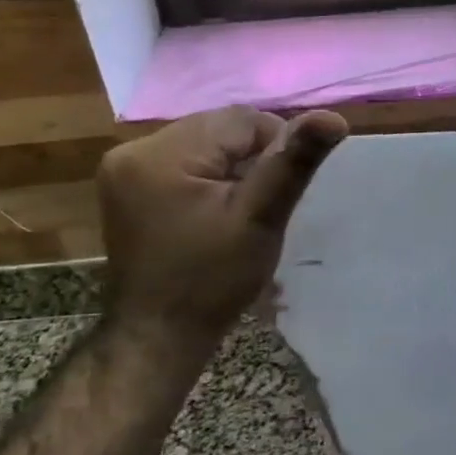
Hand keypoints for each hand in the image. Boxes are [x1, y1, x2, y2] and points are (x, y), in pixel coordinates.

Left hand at [96, 107, 347, 347]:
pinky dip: (205, 177)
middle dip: (248, 159)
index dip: (273, 148)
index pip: (240, 120)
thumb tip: (333, 117)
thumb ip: (292, 163)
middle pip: (217, 129)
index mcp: (161, 153)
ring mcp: (122, 168)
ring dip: (228, 167)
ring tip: (237, 211)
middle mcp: (133, 149)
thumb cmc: (212, 281)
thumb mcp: (260, 219)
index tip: (278, 192)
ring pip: (201, 144)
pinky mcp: (123, 187)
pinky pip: (180, 162)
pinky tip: (212, 212)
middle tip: (260, 204)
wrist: (158, 337)